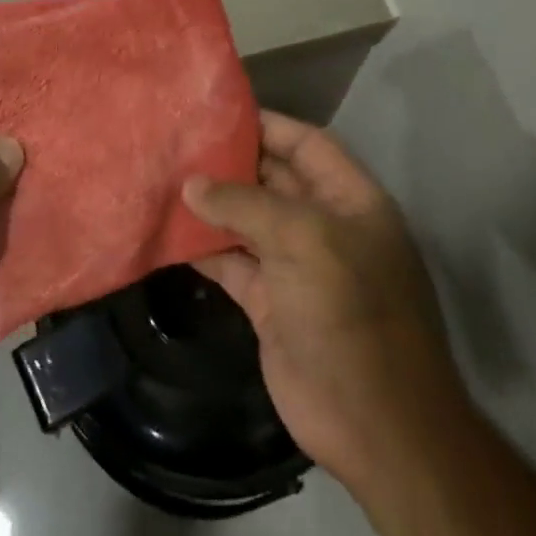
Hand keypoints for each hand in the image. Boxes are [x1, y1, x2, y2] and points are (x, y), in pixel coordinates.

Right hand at [184, 112, 463, 493]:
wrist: (374, 423)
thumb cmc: (350, 311)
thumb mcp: (303, 240)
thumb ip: (244, 204)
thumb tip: (191, 185)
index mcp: (351, 201)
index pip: (307, 144)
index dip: (267, 124)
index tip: (215, 112)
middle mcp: (325, 227)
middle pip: (272, 179)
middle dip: (229, 163)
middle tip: (176, 142)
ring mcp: (296, 267)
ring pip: (246, 221)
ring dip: (210, 205)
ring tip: (162, 179)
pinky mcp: (270, 302)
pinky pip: (231, 262)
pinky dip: (203, 248)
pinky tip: (167, 232)